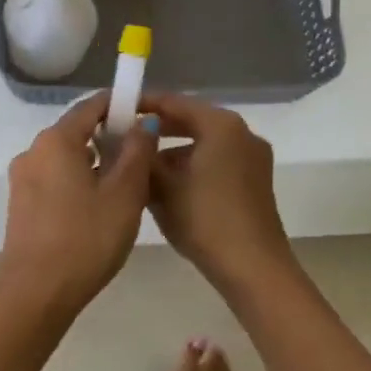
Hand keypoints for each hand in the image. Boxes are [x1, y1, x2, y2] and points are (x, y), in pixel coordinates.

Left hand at [0, 91, 157, 316]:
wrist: (35, 293)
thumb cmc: (86, 239)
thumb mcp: (124, 194)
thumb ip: (137, 152)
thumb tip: (143, 122)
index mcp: (56, 140)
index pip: (92, 106)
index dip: (121, 105)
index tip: (147, 114)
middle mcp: (33, 150)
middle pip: (77, 130)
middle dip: (110, 137)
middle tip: (143, 157)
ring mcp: (23, 177)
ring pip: (65, 157)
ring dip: (95, 162)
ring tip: (125, 187)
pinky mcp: (20, 203)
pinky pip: (54, 178)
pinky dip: (78, 181)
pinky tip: (98, 207)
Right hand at [143, 92, 295, 293]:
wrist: (253, 269)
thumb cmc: (204, 219)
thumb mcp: (162, 187)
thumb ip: (142, 157)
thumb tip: (126, 141)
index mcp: (221, 125)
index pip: (174, 102)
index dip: (143, 104)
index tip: (115, 110)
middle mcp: (242, 133)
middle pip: (191, 120)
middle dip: (158, 129)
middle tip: (124, 136)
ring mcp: (253, 158)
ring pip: (204, 143)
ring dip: (174, 151)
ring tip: (141, 165)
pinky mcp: (255, 181)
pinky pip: (217, 160)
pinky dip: (192, 165)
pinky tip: (168, 185)